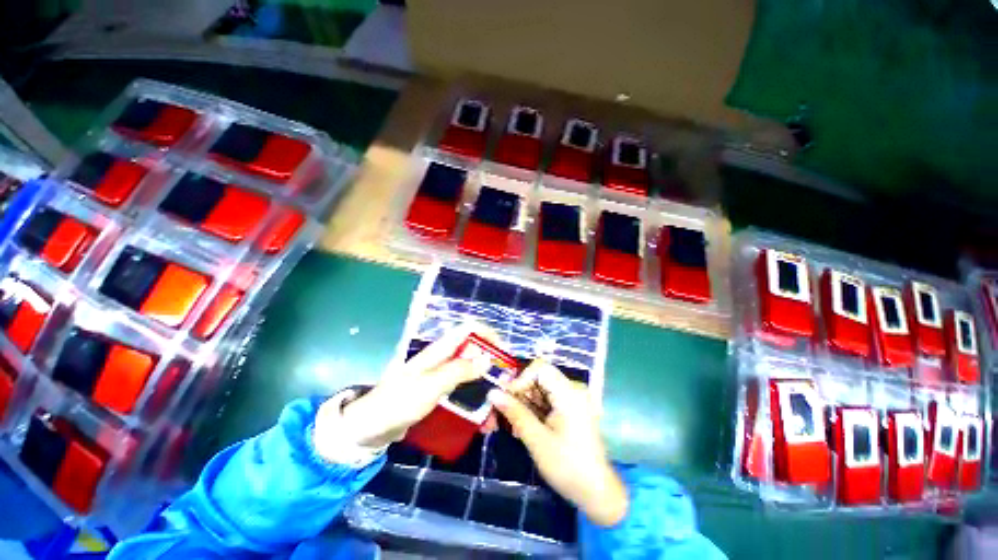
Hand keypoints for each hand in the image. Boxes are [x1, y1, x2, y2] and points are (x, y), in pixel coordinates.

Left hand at [319, 324, 500, 452]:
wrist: (369, 429)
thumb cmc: (398, 402)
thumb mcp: (430, 385)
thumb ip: (459, 371)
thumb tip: (488, 358)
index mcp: (439, 350)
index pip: (468, 329)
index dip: (487, 334)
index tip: (503, 353)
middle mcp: (442, 359)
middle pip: (472, 351)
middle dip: (490, 363)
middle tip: (505, 384)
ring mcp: (439, 376)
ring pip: (469, 372)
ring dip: (484, 385)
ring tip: (496, 406)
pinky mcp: (437, 393)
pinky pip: (462, 390)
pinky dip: (474, 399)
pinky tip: (482, 416)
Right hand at [489, 361, 628, 526]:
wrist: (597, 494)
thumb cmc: (568, 467)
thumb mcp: (537, 440)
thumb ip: (515, 413)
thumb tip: (492, 392)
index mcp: (568, 393)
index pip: (540, 368)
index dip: (521, 379)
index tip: (507, 399)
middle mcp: (571, 391)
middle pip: (537, 380)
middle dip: (517, 395)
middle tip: (497, 414)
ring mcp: (571, 402)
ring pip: (538, 392)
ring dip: (521, 406)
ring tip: (508, 427)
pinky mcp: (568, 412)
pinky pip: (545, 404)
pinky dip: (531, 413)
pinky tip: (520, 430)